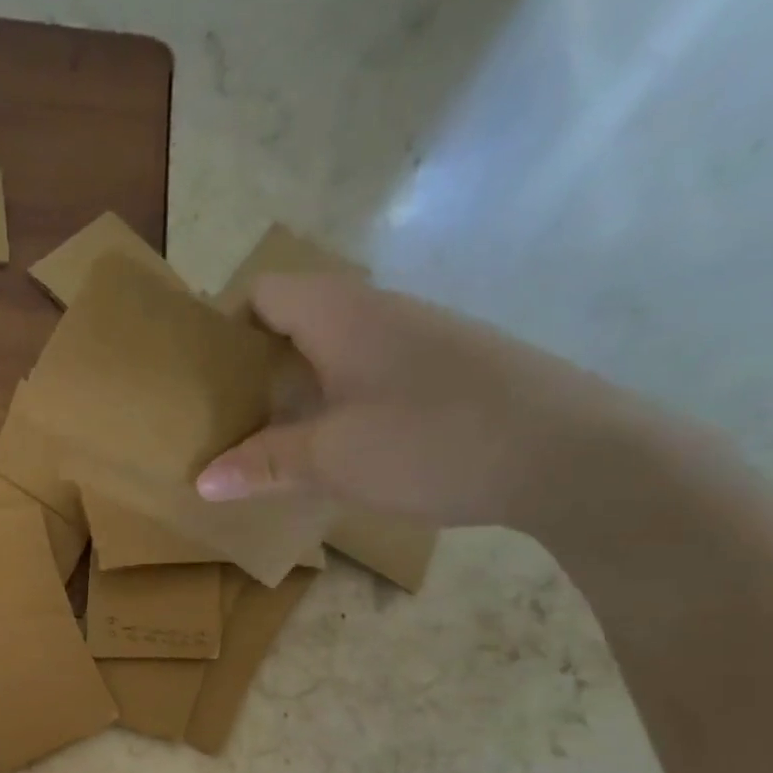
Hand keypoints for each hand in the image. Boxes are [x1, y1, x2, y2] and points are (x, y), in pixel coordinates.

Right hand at [197, 272, 674, 533]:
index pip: (263, 292)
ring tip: (271, 442)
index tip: (202, 378)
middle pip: (296, 322)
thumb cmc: (432, 441)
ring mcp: (420, 340)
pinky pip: (371, 375)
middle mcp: (379, 313)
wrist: (570, 453)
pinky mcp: (448, 371)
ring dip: (297, 391)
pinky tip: (338, 451)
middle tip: (224, 420)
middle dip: (254, 367)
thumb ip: (263, 465)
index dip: (225, 326)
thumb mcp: (331, 460)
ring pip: (335, 352)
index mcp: (341, 315)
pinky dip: (338, 404)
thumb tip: (202, 480)